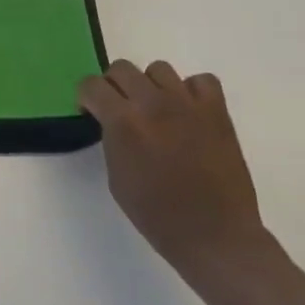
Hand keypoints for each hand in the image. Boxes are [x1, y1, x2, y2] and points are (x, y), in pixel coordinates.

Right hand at [77, 60, 268, 276]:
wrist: (215, 236)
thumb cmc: (157, 215)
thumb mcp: (116, 177)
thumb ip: (112, 138)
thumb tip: (113, 121)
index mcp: (123, 122)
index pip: (92, 85)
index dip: (87, 97)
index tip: (91, 111)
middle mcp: (152, 103)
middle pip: (122, 68)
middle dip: (114, 86)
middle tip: (121, 109)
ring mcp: (187, 103)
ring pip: (159, 69)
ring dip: (151, 86)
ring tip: (157, 110)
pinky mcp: (216, 111)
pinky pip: (201, 81)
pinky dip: (191, 91)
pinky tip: (188, 112)